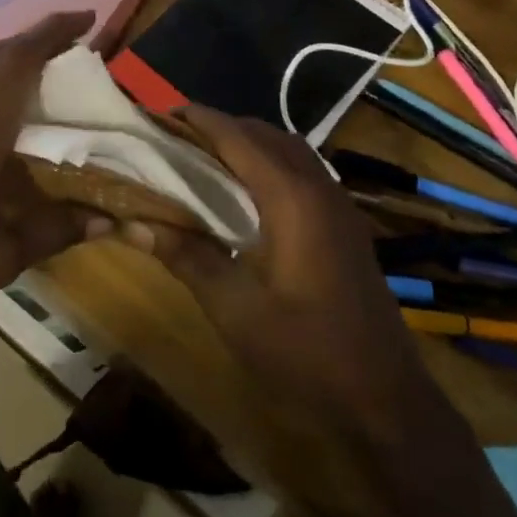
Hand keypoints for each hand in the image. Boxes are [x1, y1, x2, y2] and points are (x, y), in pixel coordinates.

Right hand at [133, 108, 477, 516]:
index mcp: (291, 198)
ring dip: (248, 144)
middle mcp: (318, 188)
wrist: (385, 400)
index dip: (198, 120)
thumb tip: (131, 224)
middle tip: (175, 139)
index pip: (238, 138)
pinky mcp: (345, 226)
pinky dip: (269, 164)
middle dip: (220, 128)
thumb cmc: (305, 352)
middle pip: (265, 135)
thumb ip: (185, 256)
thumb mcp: (234, 308)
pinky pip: (303, 172)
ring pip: (288, 151)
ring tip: (205, 158)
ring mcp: (339, 206)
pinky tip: (247, 194)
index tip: (159, 115)